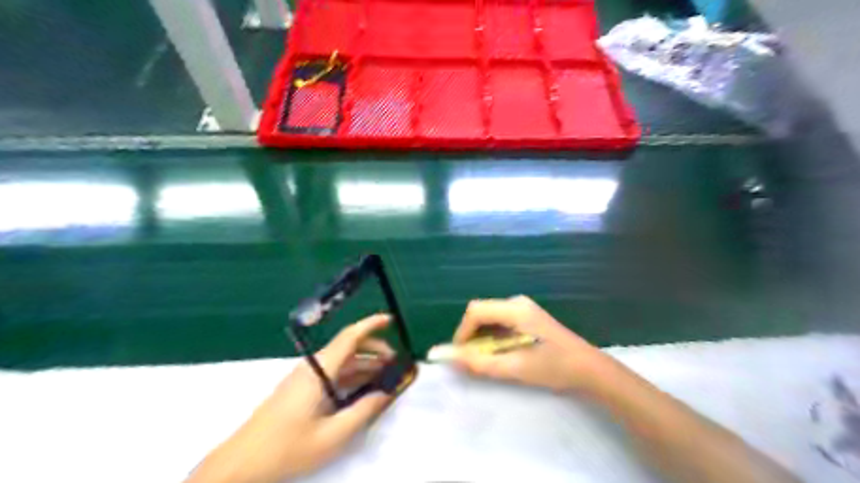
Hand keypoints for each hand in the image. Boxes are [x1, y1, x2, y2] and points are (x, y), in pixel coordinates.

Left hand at [189, 315, 394, 482]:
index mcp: (319, 370)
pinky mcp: (301, 388)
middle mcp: (313, 367)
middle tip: (395, 361)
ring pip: (341, 361)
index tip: (391, 320)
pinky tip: (363, 388)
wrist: (241, 463)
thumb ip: (364, 411)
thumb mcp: (333, 435)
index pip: (349, 337)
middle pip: (348, 347)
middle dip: (374, 349)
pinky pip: (332, 373)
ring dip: (364, 364)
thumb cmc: (287, 448)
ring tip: (385, 375)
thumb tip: (386, 392)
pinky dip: (351, 375)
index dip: (371, 325)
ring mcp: (305, 377)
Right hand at [452, 294, 605, 391]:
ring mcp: (523, 307)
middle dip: (471, 334)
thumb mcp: (515, 368)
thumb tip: (453, 359)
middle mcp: (517, 302)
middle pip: (481, 311)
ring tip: (485, 358)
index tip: (460, 355)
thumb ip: (481, 363)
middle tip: (471, 359)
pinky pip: (500, 320)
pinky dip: (492, 335)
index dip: (462, 332)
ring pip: (489, 316)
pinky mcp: (527, 315)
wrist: (588, 368)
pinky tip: (500, 351)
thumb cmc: (554, 367)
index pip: (476, 311)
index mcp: (515, 310)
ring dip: (481, 336)